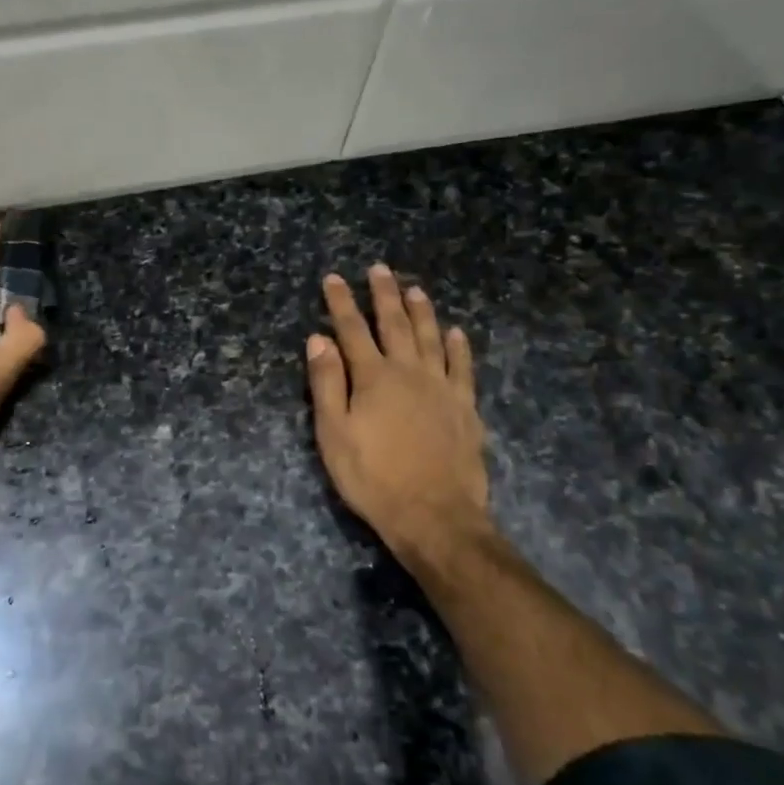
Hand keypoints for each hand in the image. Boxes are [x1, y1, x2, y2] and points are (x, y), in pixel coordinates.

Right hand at [305, 265, 496, 579]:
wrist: (434, 515)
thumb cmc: (373, 477)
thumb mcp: (334, 434)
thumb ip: (327, 383)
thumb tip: (318, 339)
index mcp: (373, 378)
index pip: (352, 330)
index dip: (341, 302)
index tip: (334, 278)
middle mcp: (409, 372)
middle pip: (395, 325)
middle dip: (384, 295)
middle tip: (380, 269)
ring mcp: (442, 388)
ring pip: (431, 338)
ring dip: (422, 311)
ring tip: (415, 288)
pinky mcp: (465, 407)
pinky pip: (463, 367)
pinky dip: (458, 347)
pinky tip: (456, 332)